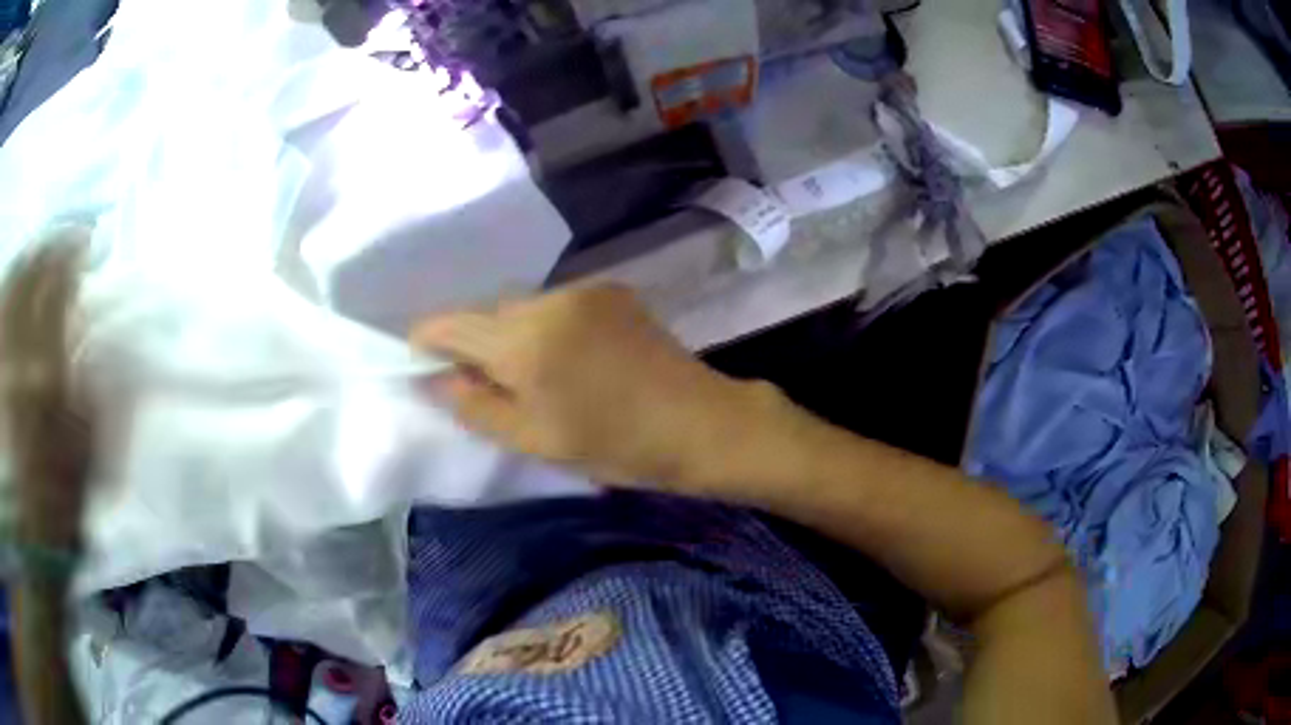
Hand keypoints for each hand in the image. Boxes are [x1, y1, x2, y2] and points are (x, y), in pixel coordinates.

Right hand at [411, 286, 766, 487]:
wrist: (699, 423)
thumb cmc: (614, 445)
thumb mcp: (533, 439)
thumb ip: (474, 405)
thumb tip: (434, 378)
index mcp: (523, 340)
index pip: (451, 324)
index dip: (427, 341)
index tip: (422, 364)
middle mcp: (548, 299)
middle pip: (488, 313)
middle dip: (475, 343)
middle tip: (486, 385)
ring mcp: (584, 289)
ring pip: (523, 307)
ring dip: (514, 334)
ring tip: (535, 376)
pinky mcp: (612, 289)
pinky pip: (558, 304)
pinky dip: (547, 326)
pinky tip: (570, 359)